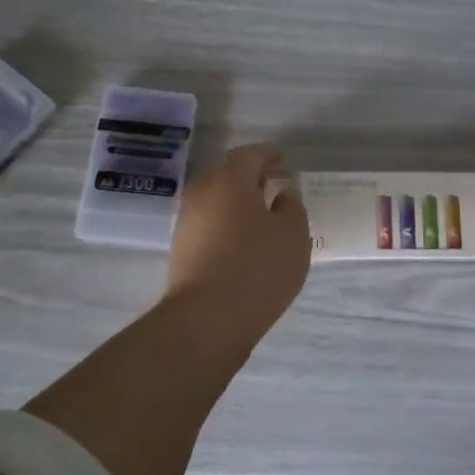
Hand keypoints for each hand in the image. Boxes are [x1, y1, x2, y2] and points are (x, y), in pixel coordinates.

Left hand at [165, 144, 310, 342]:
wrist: (205, 320)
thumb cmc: (257, 268)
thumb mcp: (293, 234)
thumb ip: (291, 206)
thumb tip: (281, 194)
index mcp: (230, 180)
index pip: (249, 154)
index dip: (268, 155)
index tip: (282, 162)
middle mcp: (202, 193)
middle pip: (228, 176)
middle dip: (250, 180)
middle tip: (274, 191)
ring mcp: (187, 223)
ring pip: (216, 202)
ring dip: (237, 206)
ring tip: (262, 222)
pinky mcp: (181, 251)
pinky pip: (209, 226)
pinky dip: (227, 228)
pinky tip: (244, 247)